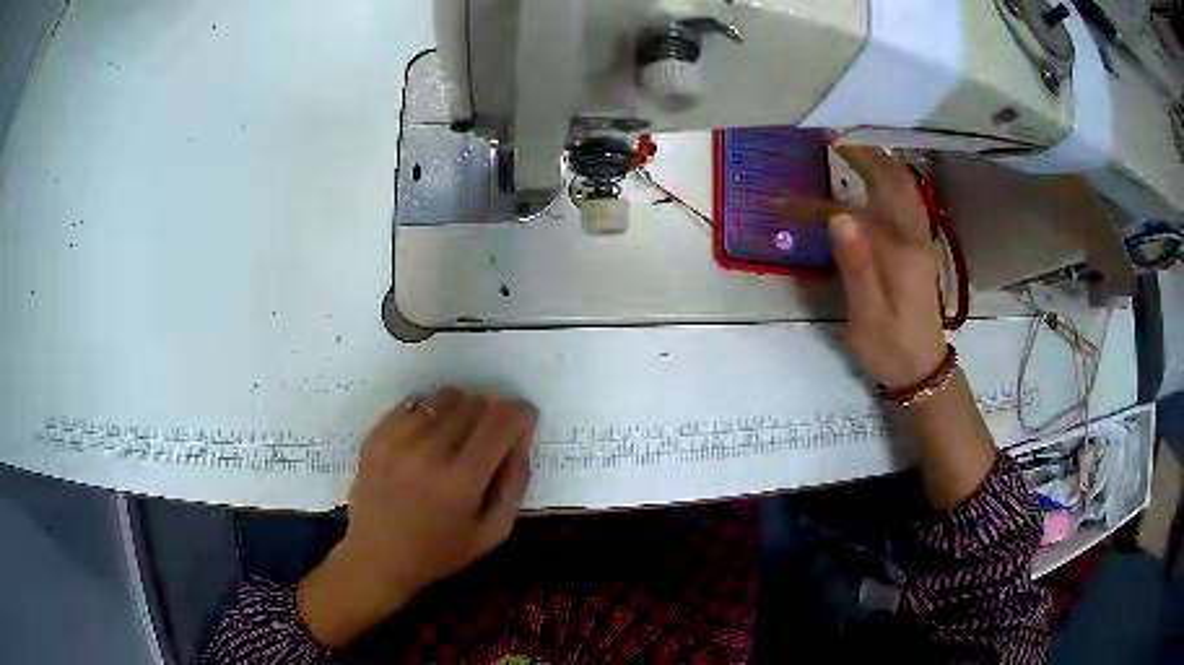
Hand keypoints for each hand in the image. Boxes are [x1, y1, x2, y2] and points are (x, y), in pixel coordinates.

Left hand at [297, 388, 538, 647]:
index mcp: (461, 483)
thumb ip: (514, 484)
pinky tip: (431, 433)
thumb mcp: (493, 533)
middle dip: (494, 410)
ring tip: (461, 431)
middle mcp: (428, 454)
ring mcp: (397, 441)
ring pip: (444, 398)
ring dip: (462, 407)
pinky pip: (414, 403)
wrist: (377, 558)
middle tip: (494, 431)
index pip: (500, 423)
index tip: (525, 418)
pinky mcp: (375, 436)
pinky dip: (431, 410)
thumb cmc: (440, 553)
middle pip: (474, 404)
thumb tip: (521, 438)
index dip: (520, 413)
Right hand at [828, 145, 947, 389]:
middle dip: (867, 154)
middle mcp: (914, 237)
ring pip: (905, 189)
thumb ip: (857, 265)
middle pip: (895, 181)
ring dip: (880, 163)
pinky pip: (906, 202)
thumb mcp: (868, 314)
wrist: (923, 369)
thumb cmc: (891, 346)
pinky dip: (890, 181)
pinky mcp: (918, 249)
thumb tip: (838, 216)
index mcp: (900, 251)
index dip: (834, 183)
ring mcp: (919, 241)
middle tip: (836, 138)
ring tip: (852, 149)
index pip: (863, 203)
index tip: (811, 164)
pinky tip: (876, 181)